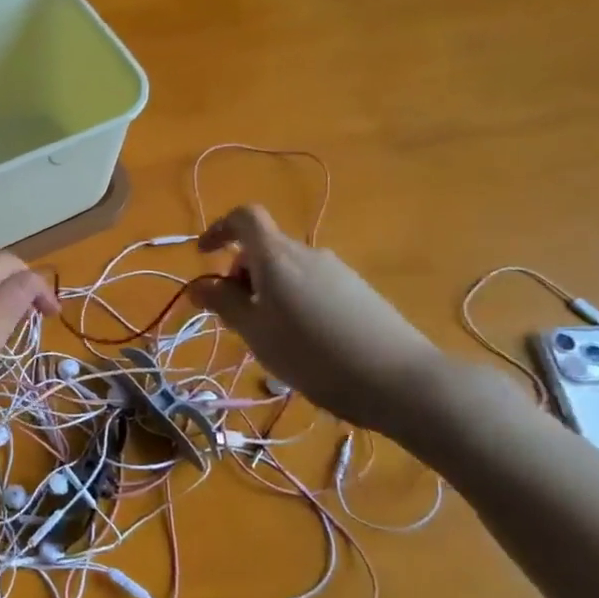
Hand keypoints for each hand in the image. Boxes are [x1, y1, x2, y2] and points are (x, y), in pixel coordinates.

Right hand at [191, 205, 453, 440]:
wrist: (400, 380)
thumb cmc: (313, 355)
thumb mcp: (257, 333)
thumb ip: (224, 304)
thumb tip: (198, 285)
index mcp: (277, 256)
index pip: (244, 217)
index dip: (220, 229)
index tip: (204, 256)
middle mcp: (308, 253)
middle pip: (265, 248)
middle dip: (241, 274)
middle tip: (237, 317)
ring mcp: (337, 271)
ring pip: (288, 270)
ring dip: (268, 291)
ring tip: (271, 337)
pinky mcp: (359, 292)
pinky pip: (312, 285)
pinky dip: (294, 301)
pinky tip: (306, 343)